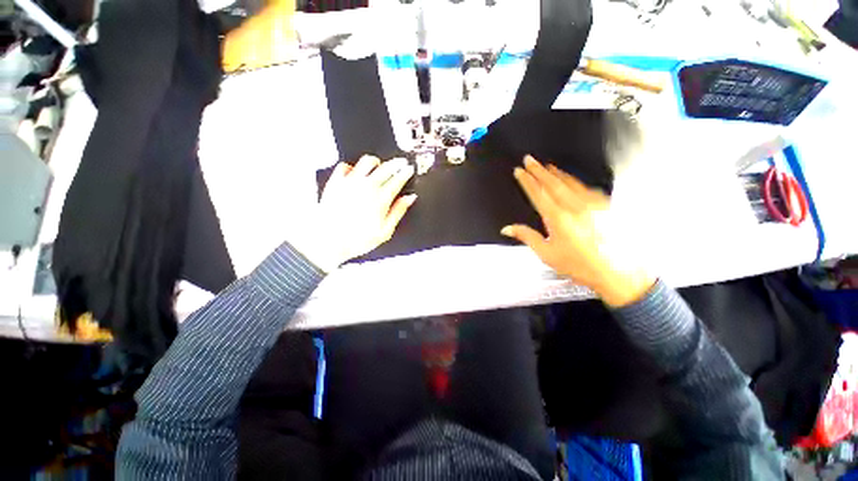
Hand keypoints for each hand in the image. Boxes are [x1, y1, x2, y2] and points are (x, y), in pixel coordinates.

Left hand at [292, 156, 415, 271]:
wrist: (328, 240)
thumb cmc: (357, 239)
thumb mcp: (385, 231)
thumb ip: (398, 212)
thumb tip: (409, 198)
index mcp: (381, 198)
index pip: (397, 179)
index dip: (405, 172)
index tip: (409, 169)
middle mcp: (367, 186)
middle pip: (386, 167)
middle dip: (396, 163)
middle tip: (401, 162)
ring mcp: (350, 182)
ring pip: (367, 161)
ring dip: (376, 162)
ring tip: (379, 165)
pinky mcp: (336, 182)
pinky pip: (345, 166)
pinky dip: (352, 167)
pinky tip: (355, 172)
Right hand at [501, 156, 654, 307]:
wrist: (616, 272)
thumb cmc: (579, 265)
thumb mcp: (546, 253)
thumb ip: (526, 236)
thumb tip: (507, 229)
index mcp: (558, 219)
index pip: (538, 194)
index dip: (526, 181)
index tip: (519, 171)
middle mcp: (574, 207)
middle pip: (552, 183)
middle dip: (538, 170)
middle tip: (529, 159)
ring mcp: (591, 205)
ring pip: (569, 182)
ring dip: (555, 173)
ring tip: (546, 166)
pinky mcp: (603, 206)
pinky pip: (584, 187)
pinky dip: (573, 181)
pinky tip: (569, 179)